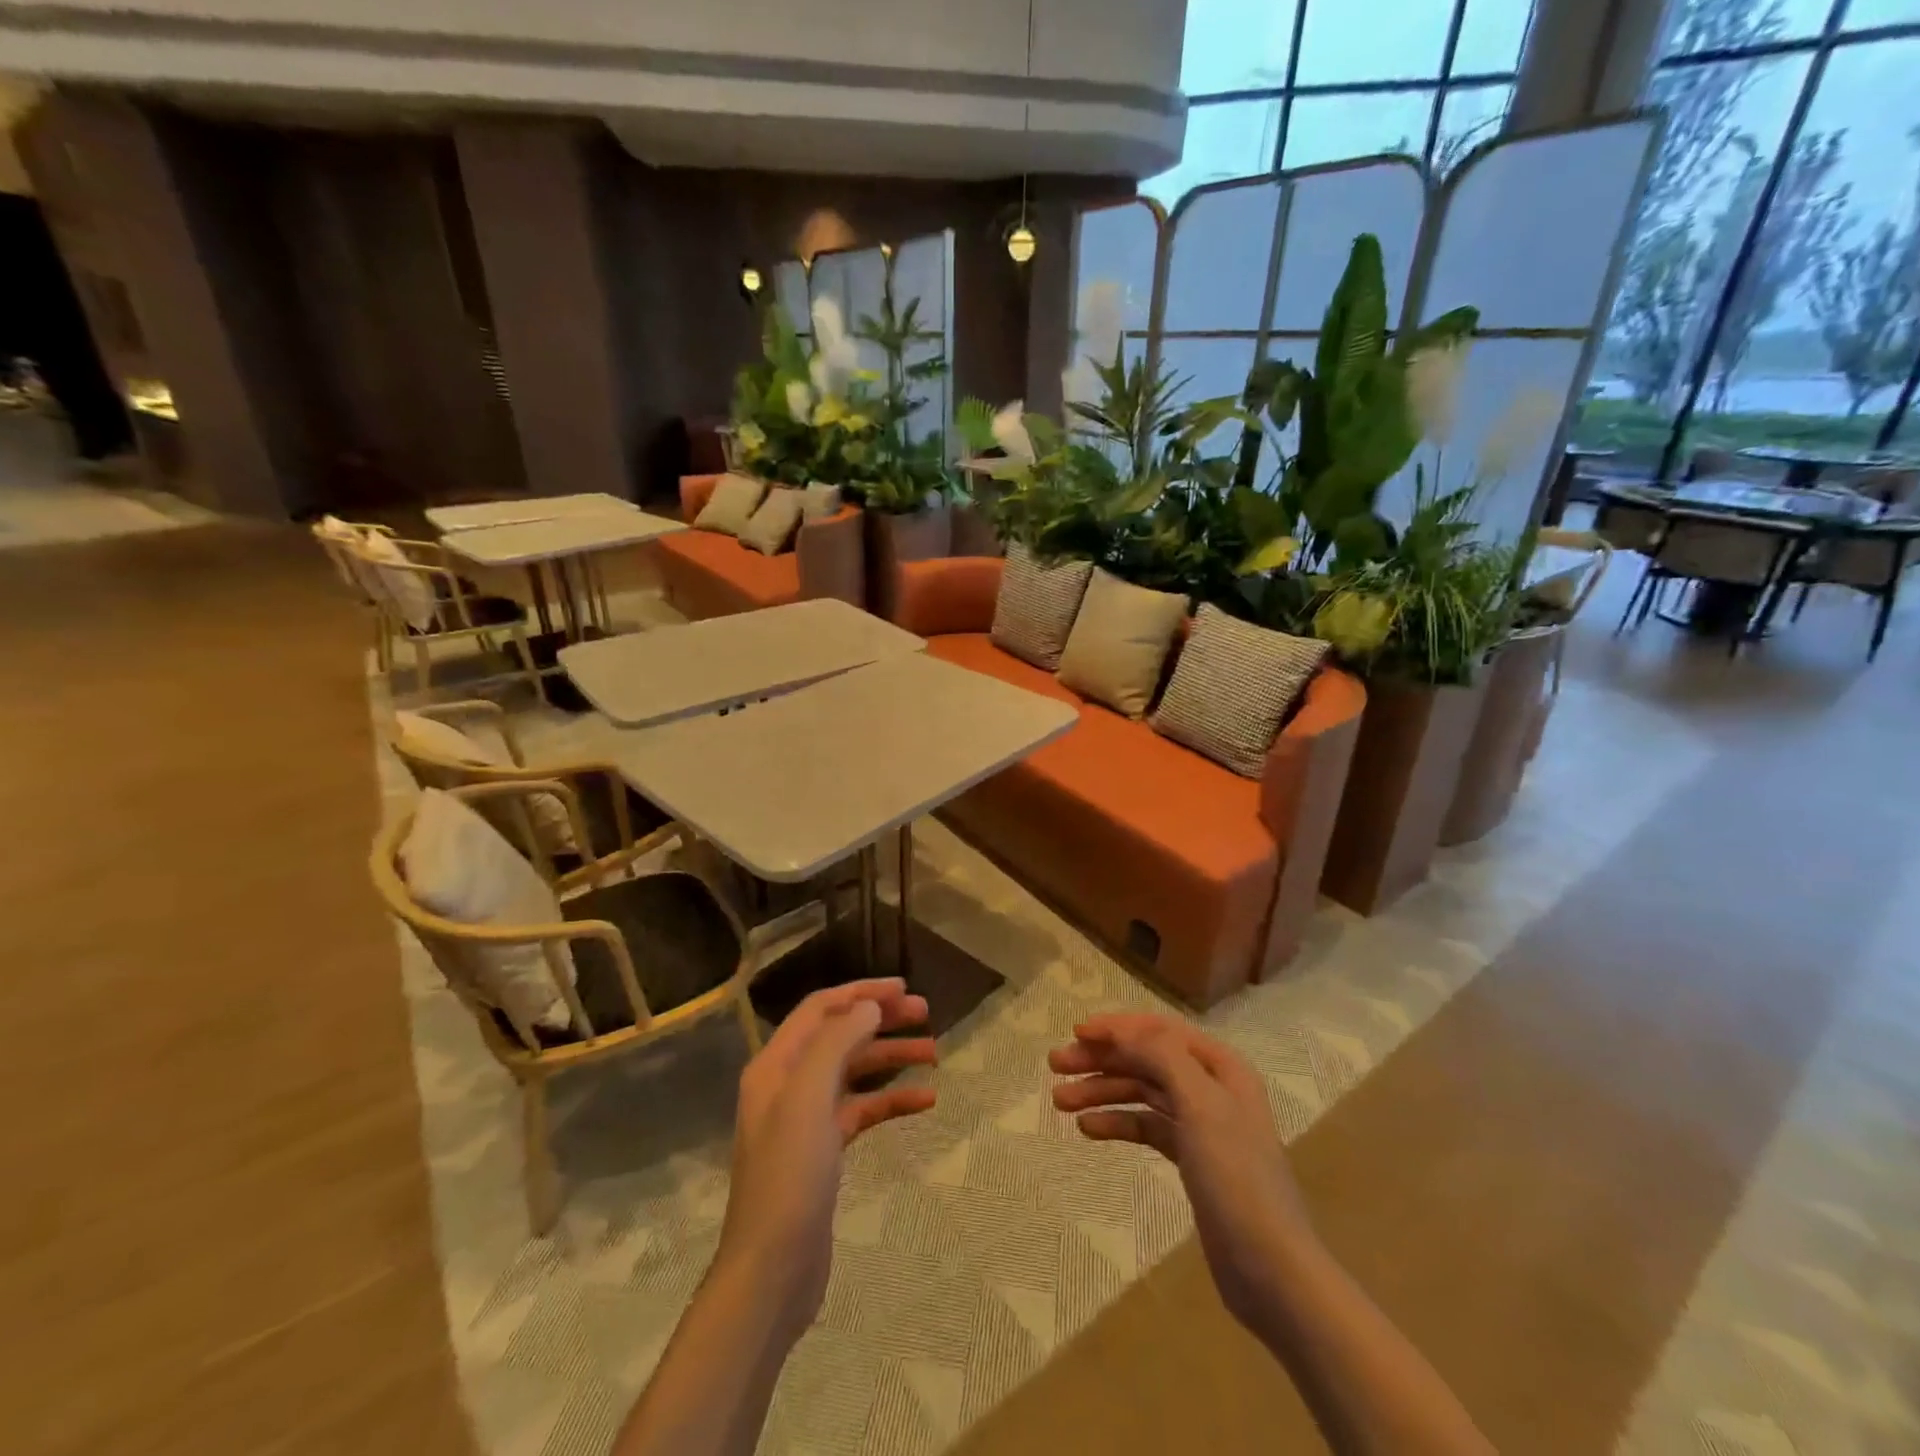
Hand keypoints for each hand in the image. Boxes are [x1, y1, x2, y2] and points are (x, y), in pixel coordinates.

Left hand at [716, 978, 935, 1341]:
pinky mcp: (824, 1150)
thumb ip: (837, 1042)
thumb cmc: (789, 1176)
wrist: (772, 1271)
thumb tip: (869, 1006)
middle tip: (926, 1014)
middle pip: (841, 1035)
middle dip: (882, 1020)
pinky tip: (925, 1102)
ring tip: (935, 1055)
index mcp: (776, 1064)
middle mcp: (788, 1083)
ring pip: (856, 1072)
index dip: (862, 992)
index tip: (904, 989)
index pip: (822, 1008)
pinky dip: (892, 1101)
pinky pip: (863, 1110)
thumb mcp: (809, 1098)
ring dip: (893, 1058)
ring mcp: (806, 1118)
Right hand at [1050, 1013, 1314, 1334]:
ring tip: (1060, 1101)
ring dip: (1102, 1091)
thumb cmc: (1236, 1178)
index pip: (1160, 1030)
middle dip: (1101, 1059)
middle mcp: (1210, 1087)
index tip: (1075, 1033)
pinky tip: (1088, 1129)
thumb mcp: (1201, 1105)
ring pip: (1142, 1092)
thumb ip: (1162, 1056)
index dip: (1117, 1027)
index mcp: (1220, 1066)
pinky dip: (1118, 1123)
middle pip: (1146, 1059)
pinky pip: (1146, 1127)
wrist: (1271, 1270)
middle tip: (1056, 1065)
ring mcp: (1201, 1125)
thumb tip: (1122, 1029)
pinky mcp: (1191, 1159)